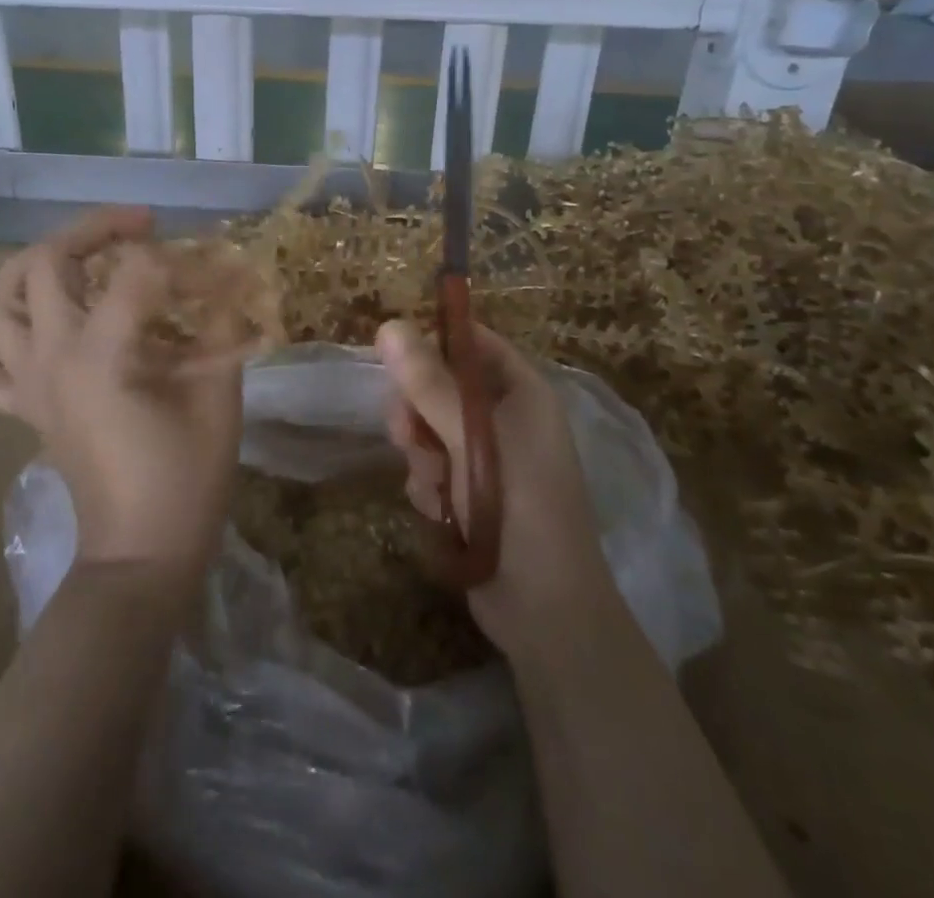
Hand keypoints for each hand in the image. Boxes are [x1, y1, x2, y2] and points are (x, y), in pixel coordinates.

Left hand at [0, 207, 243, 574]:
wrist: (142, 553)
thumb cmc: (187, 477)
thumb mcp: (219, 395)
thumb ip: (222, 327)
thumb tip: (232, 278)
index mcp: (101, 354)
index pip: (136, 271)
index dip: (182, 261)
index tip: (215, 274)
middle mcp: (51, 357)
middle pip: (46, 260)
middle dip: (95, 230)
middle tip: (140, 229)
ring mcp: (28, 383)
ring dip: (34, 264)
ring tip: (79, 257)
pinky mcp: (22, 408)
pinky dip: (3, 332)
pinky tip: (37, 324)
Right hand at [378, 320, 606, 657]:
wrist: (544, 608)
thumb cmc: (517, 505)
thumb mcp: (470, 437)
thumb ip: (428, 382)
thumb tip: (389, 325)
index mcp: (522, 393)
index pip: (473, 343)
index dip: (434, 342)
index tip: (392, 354)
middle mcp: (506, 419)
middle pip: (442, 387)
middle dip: (418, 410)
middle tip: (407, 432)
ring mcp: (488, 459)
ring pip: (430, 430)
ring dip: (421, 454)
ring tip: (434, 485)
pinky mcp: (471, 494)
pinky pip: (432, 468)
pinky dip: (428, 485)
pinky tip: (436, 510)